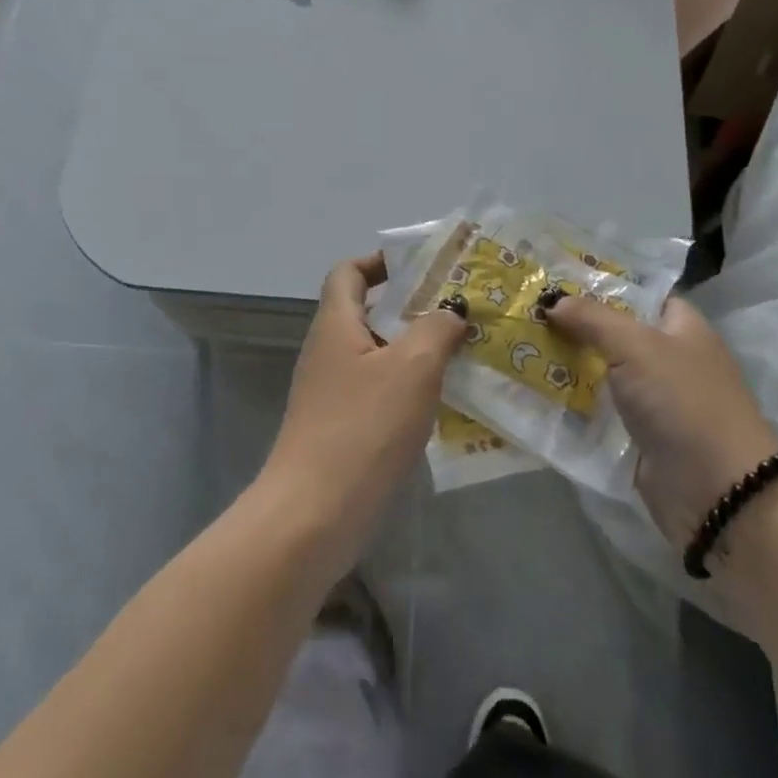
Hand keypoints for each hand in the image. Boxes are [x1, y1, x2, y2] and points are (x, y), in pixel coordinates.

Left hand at [261, 253, 466, 565]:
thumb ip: (437, 328)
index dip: (381, 262)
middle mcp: (328, 352)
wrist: (314, 515)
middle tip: (460, 311)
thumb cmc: (363, 427)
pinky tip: (443, 402)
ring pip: (377, 355)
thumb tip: (451, 312)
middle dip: (413, 308)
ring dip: (416, 350)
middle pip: (367, 313)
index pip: (348, 272)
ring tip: (463, 352)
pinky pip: (378, 392)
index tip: (423, 269)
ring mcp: (331, 394)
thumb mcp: (412, 367)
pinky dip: (408, 388)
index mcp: (335, 325)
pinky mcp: (340, 429)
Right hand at [545, 295, 777, 544]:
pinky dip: (572, 406)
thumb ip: (593, 319)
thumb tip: (553, 302)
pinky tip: (533, 393)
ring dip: (566, 367)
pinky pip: (599, 412)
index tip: (554, 280)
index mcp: (681, 327)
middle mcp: (668, 358)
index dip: (600, 285)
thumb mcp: (637, 346)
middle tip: (524, 313)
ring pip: (602, 374)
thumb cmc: (683, 401)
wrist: (716, 491)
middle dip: (573, 326)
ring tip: (517, 350)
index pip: (638, 294)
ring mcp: (654, 400)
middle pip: (613, 334)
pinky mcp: (638, 437)